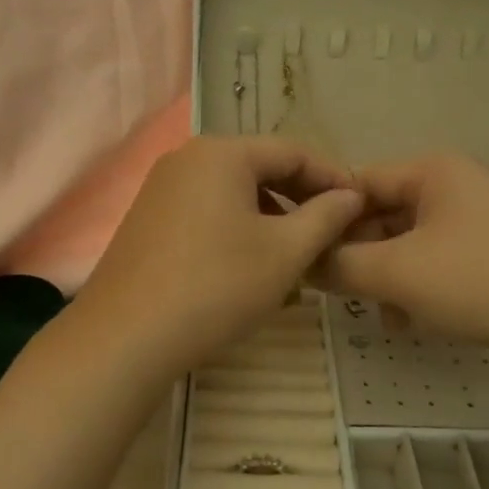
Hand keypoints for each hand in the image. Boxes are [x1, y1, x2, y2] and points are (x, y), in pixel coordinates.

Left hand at [72, 136, 363, 373]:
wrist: (126, 336)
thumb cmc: (216, 286)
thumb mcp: (285, 252)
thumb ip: (325, 216)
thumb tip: (351, 194)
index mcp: (222, 153)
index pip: (293, 152)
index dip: (333, 177)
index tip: (362, 206)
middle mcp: (188, 157)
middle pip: (260, 168)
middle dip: (301, 198)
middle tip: (335, 231)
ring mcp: (162, 187)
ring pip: (233, 191)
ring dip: (271, 216)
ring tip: (298, 253)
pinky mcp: (149, 217)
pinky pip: (207, 209)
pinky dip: (238, 227)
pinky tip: (252, 263)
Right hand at [315, 153, 488, 376]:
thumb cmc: (480, 281)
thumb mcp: (399, 273)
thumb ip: (341, 264)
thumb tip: (302, 261)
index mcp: (432, 171)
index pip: (358, 182)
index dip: (327, 217)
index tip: (304, 254)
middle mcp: (452, 187)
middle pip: (382, 214)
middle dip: (358, 254)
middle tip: (334, 290)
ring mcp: (474, 222)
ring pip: (406, 243)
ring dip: (384, 276)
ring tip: (377, 312)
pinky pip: (434, 264)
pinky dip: (415, 288)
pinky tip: (408, 322)